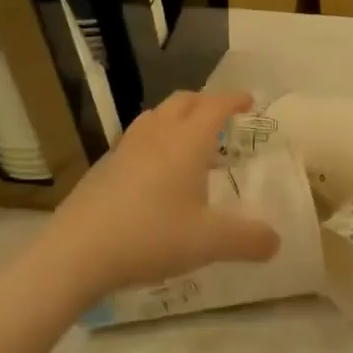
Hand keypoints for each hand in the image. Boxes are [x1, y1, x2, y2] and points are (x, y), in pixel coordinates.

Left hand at [40, 90, 279, 301]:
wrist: (76, 252)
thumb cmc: (150, 236)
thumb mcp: (208, 243)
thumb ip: (247, 240)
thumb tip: (276, 241)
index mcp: (186, 142)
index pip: (215, 106)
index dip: (234, 100)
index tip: (249, 102)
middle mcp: (157, 135)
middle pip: (183, 101)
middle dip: (205, 102)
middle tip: (221, 118)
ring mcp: (125, 148)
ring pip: (155, 116)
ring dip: (176, 117)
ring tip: (187, 139)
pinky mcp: (103, 168)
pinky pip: (135, 139)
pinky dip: (153, 140)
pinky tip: (152, 171)